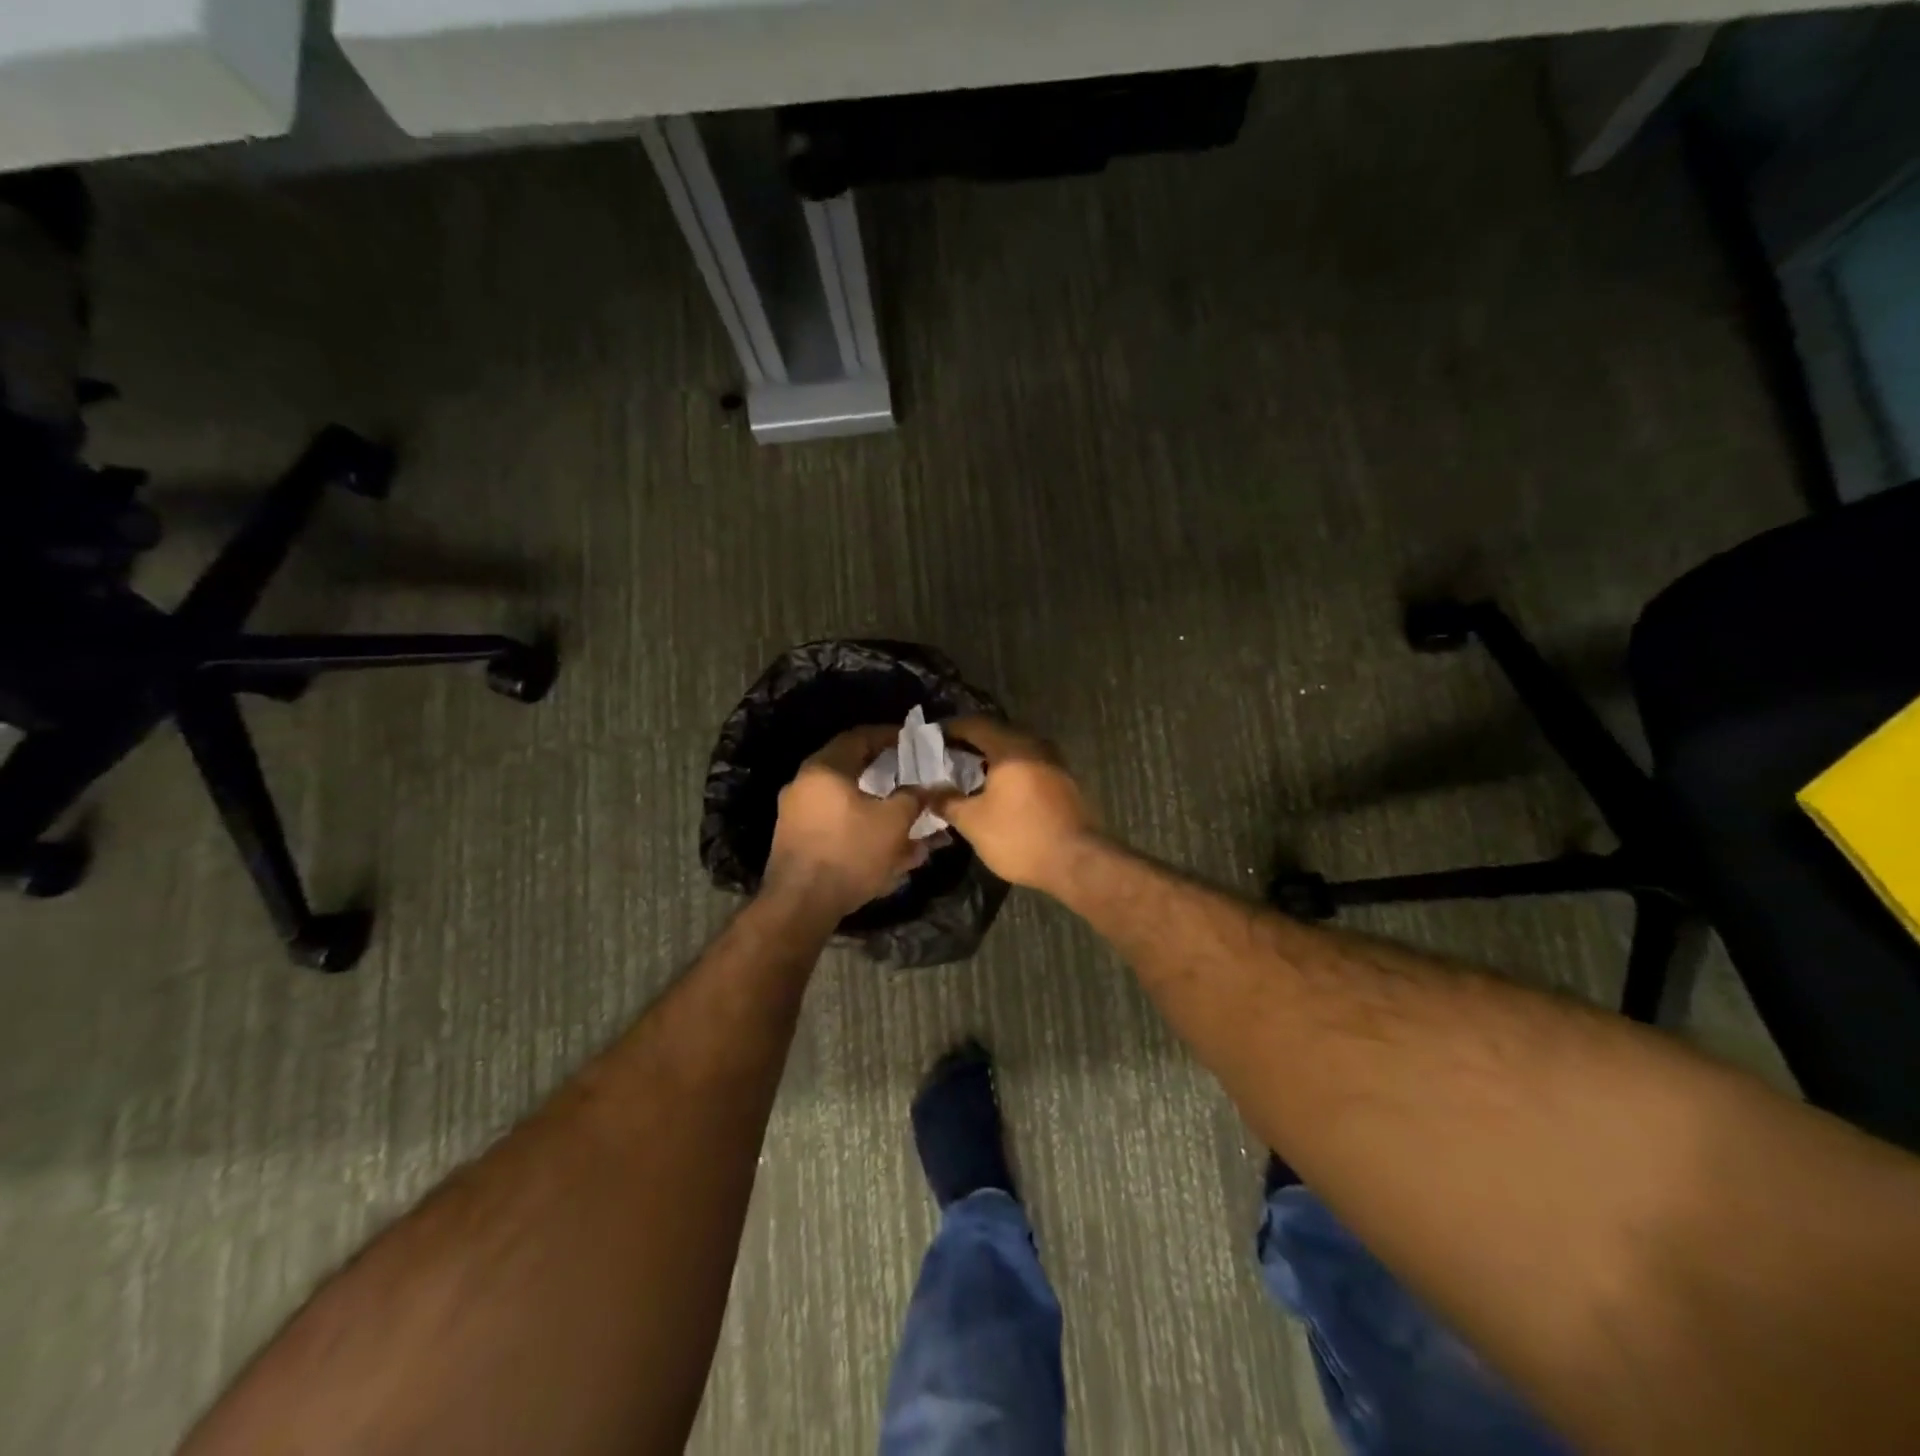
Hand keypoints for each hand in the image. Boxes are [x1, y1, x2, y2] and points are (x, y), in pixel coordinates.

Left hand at [765, 726, 923, 918]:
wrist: (800, 905)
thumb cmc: (850, 852)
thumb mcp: (894, 822)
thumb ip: (914, 798)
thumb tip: (929, 787)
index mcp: (824, 769)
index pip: (859, 737)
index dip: (889, 736)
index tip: (912, 741)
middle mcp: (804, 785)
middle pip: (851, 770)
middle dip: (886, 776)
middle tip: (911, 778)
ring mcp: (795, 815)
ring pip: (846, 803)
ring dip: (878, 809)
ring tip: (906, 821)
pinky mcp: (797, 842)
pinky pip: (836, 826)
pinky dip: (862, 830)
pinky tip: (887, 850)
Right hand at [935, 717, 1098, 891]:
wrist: (1078, 861)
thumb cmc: (1020, 836)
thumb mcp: (973, 822)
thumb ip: (947, 801)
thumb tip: (928, 791)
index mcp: (1010, 747)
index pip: (975, 724)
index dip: (951, 729)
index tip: (932, 739)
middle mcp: (1035, 746)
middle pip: (997, 735)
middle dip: (971, 745)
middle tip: (946, 759)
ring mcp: (1054, 763)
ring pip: (1015, 752)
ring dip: (992, 760)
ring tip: (969, 777)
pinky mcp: (1064, 782)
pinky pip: (1030, 767)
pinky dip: (1010, 773)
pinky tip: (998, 792)